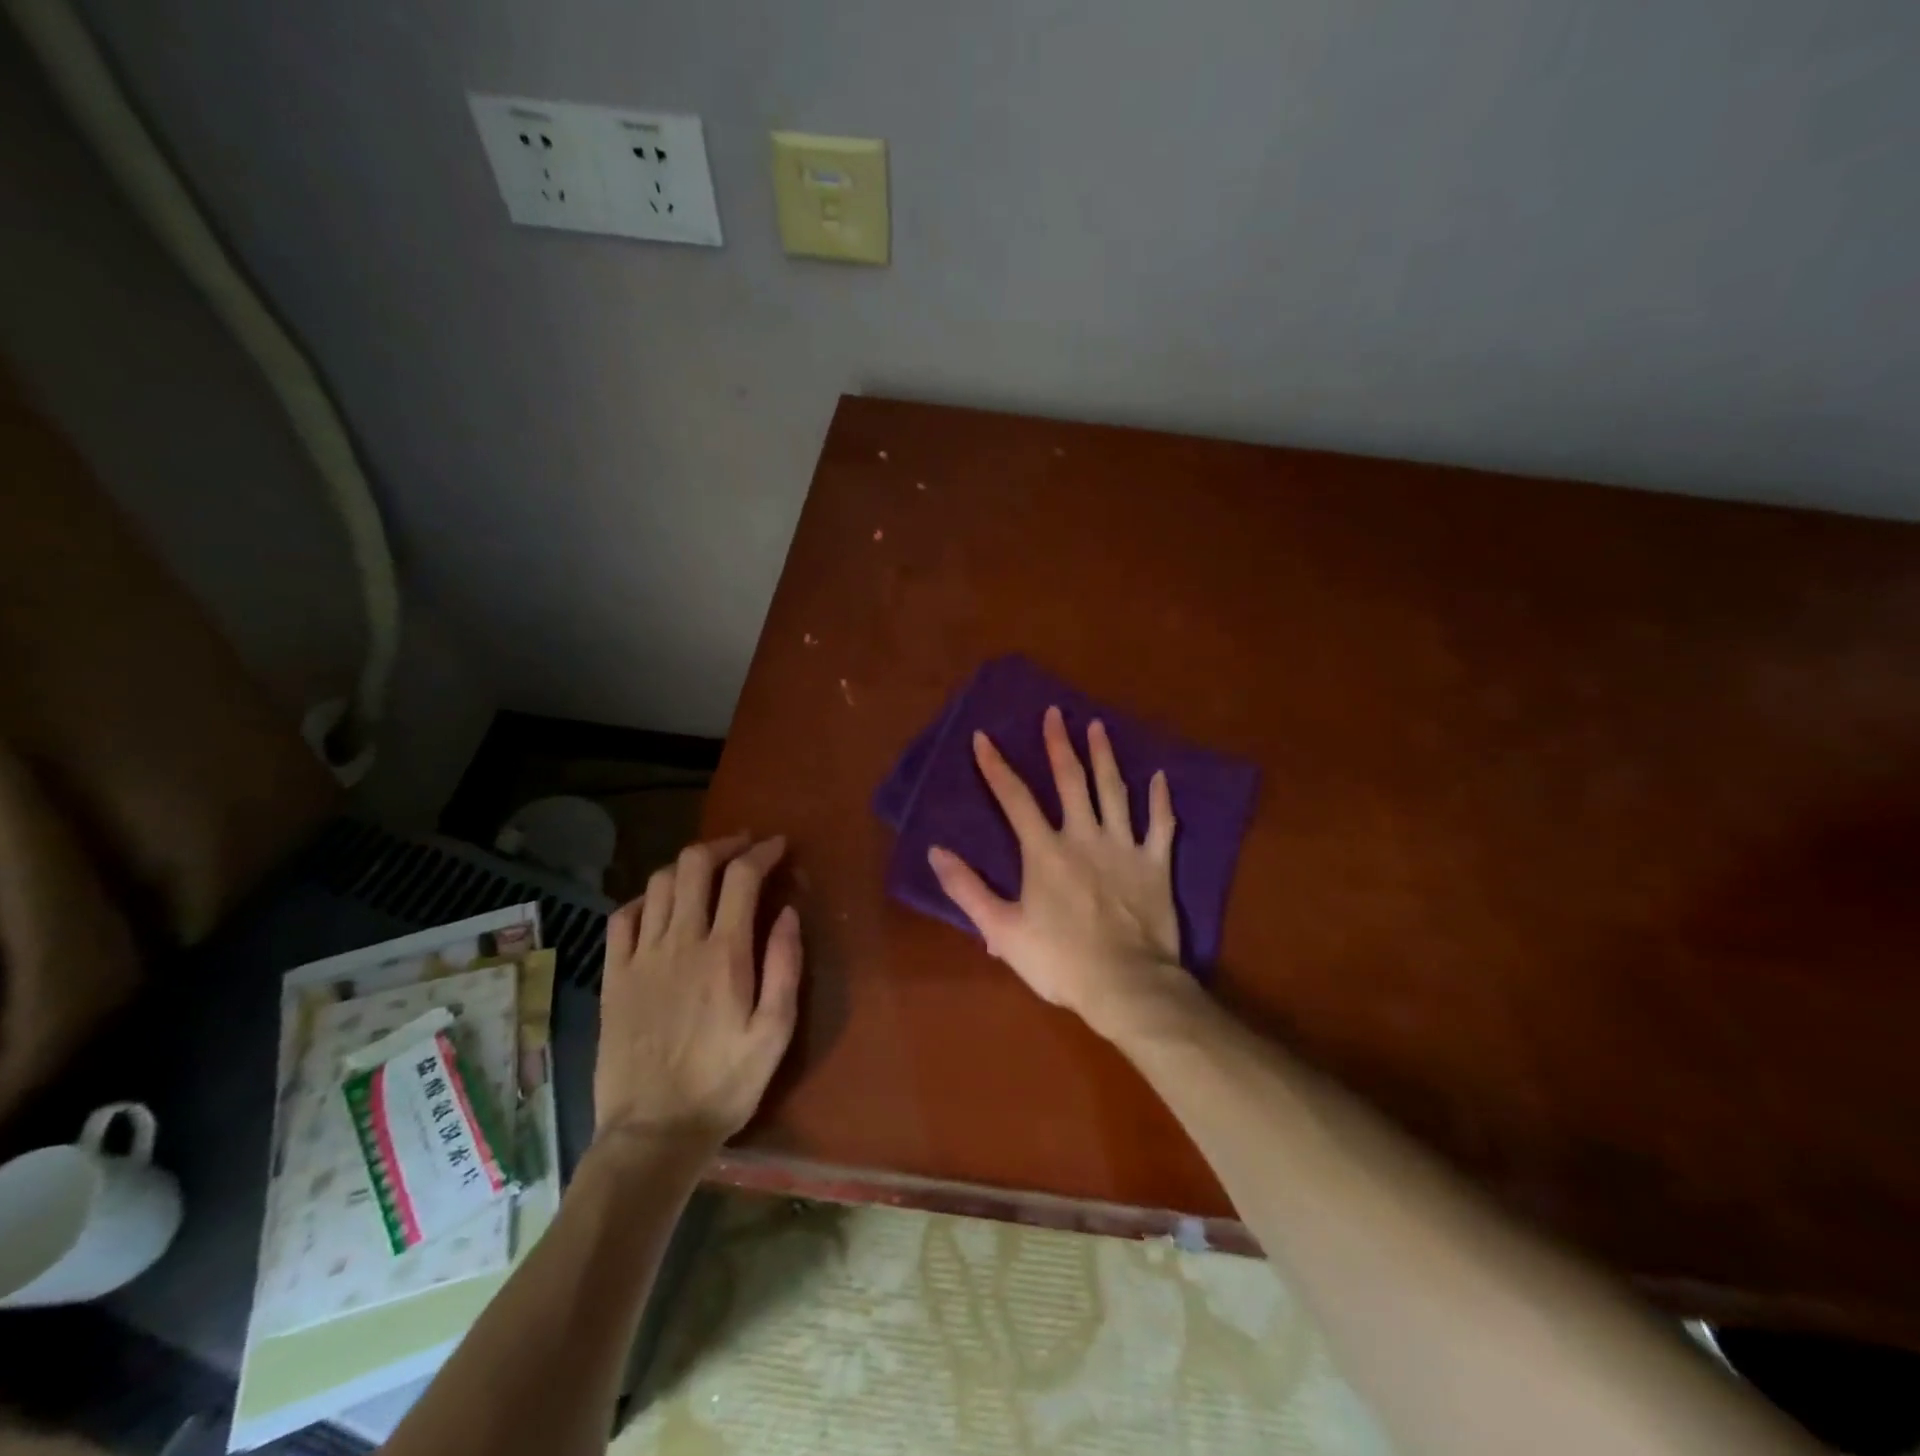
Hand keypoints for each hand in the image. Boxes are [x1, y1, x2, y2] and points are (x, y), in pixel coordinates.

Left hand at [594, 834, 801, 1149]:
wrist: (653, 1133)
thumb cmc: (724, 1084)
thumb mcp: (775, 1032)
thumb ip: (784, 966)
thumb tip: (788, 912)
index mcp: (724, 953)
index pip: (742, 877)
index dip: (762, 852)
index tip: (778, 846)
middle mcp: (679, 942)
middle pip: (695, 865)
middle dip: (724, 845)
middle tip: (745, 847)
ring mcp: (640, 957)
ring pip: (660, 883)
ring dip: (688, 865)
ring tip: (709, 870)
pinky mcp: (614, 976)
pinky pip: (623, 916)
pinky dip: (646, 897)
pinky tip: (661, 904)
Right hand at [927, 707, 1188, 1038]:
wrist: (1126, 985)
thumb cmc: (1060, 960)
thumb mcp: (1002, 930)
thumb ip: (968, 889)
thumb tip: (937, 852)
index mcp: (1045, 851)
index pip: (1014, 798)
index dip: (996, 766)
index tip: (983, 738)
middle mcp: (1084, 836)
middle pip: (1070, 780)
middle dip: (1060, 744)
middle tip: (1055, 713)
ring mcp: (1124, 847)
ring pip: (1114, 791)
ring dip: (1105, 757)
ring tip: (1098, 727)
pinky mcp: (1155, 864)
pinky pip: (1160, 825)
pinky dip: (1161, 800)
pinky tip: (1160, 777)